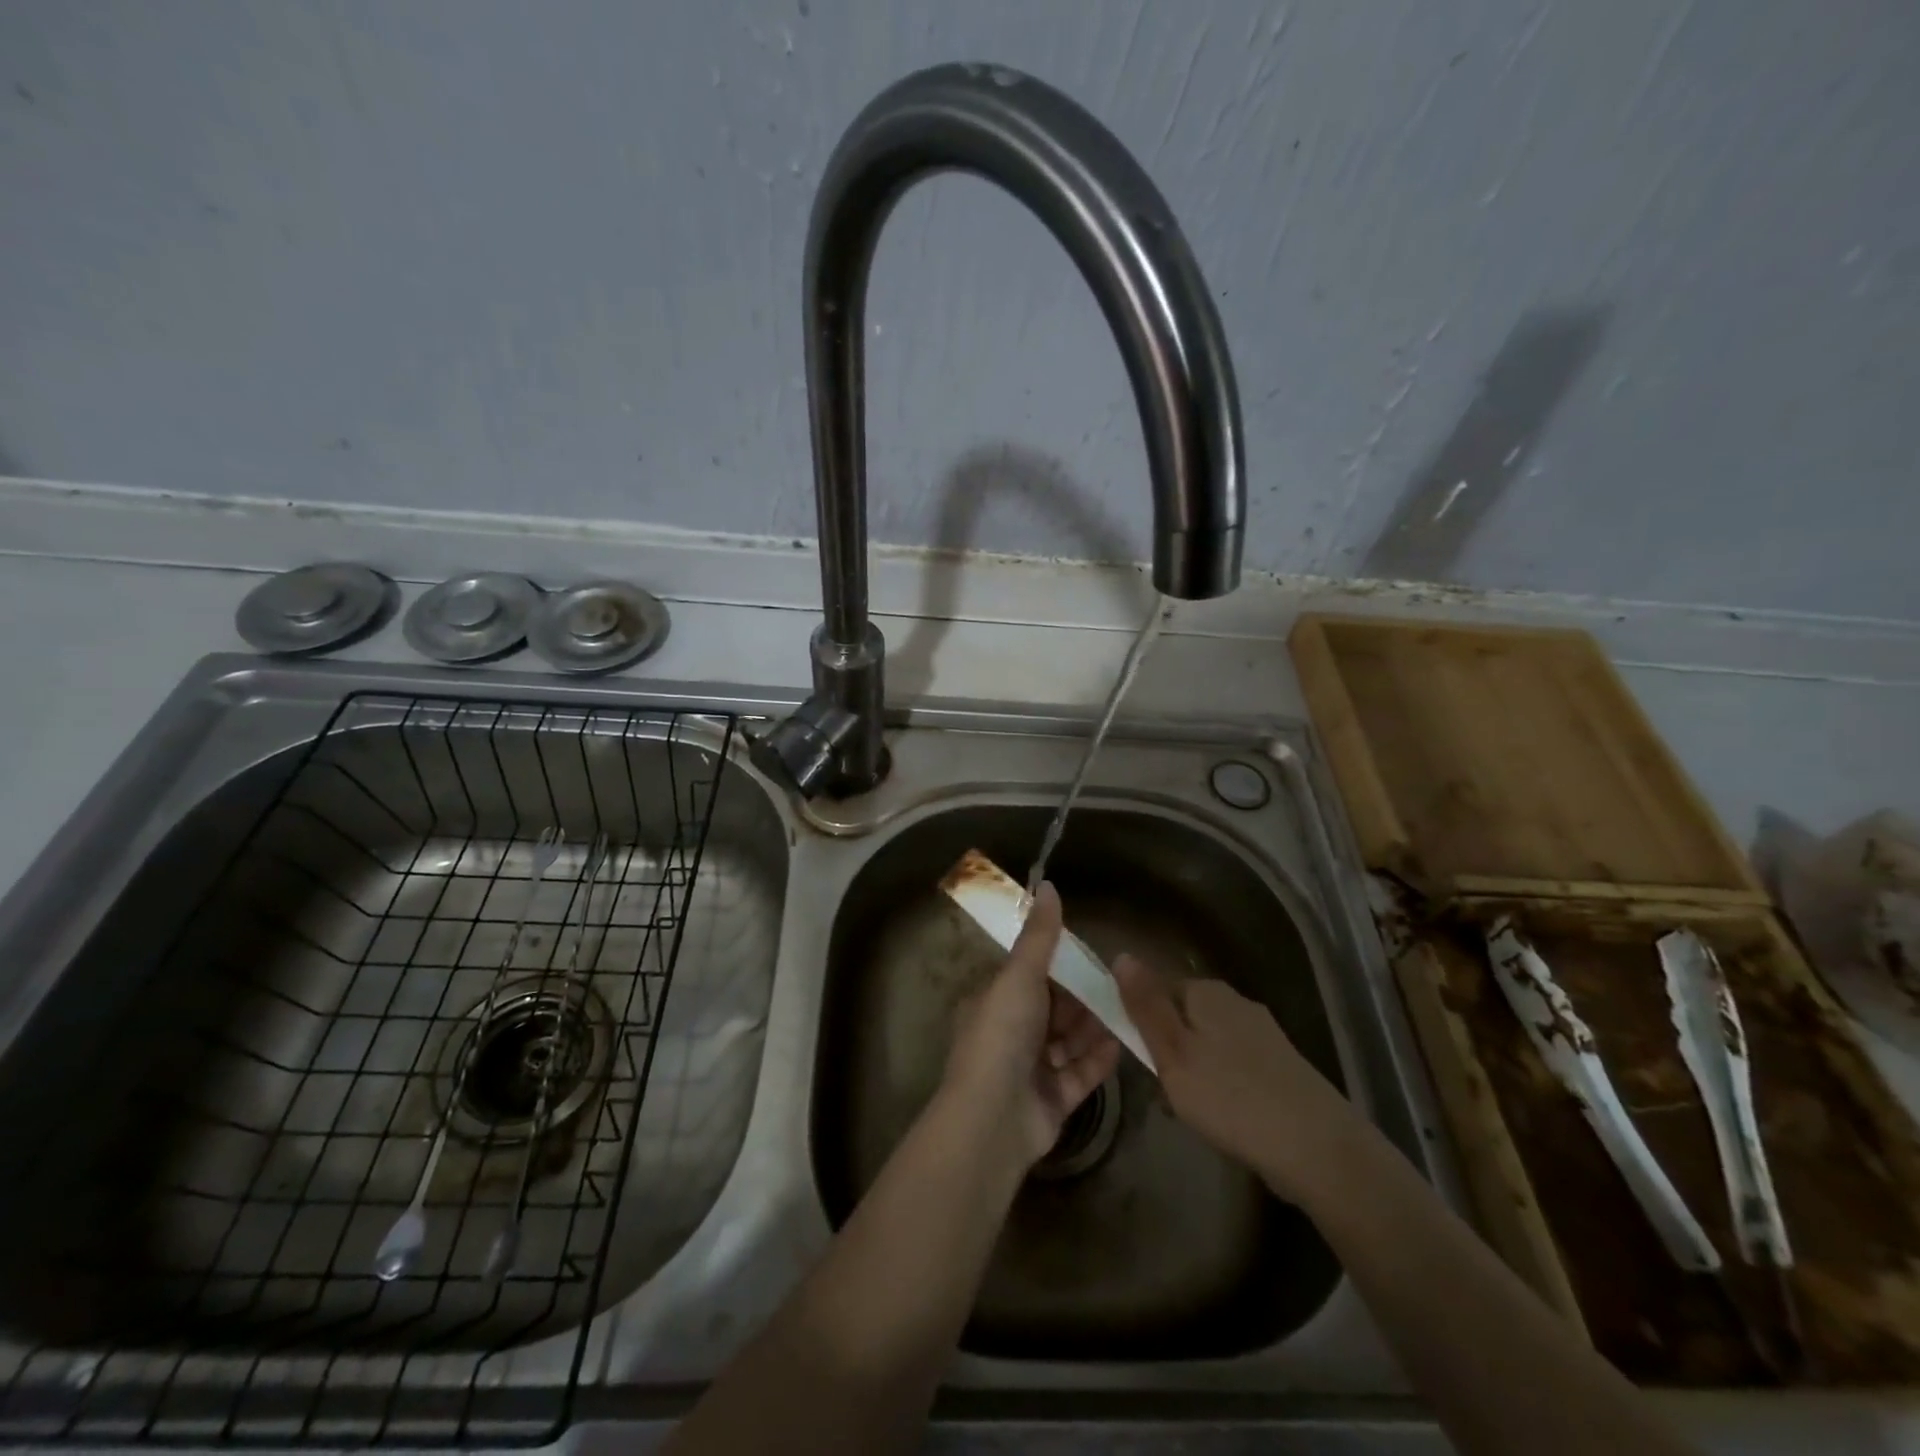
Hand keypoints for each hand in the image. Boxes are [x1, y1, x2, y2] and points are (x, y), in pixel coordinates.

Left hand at [942, 883, 1121, 1168]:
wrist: (993, 1119)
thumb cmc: (1002, 1035)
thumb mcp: (1020, 976)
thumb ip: (1039, 936)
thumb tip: (1048, 885)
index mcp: (994, 1002)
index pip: (1030, 977)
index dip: (1059, 966)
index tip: (1090, 955)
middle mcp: (1010, 1034)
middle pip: (1053, 1010)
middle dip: (1081, 999)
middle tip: (1118, 984)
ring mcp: (1030, 1071)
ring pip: (1069, 1042)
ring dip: (1093, 1027)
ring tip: (1127, 1010)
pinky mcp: (1052, 1102)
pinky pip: (1080, 1074)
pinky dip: (1098, 1059)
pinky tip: (1122, 1044)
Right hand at [1112, 953, 1360, 1201]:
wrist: (1319, 1150)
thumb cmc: (1231, 1097)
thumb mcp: (1173, 1052)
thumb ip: (1145, 1005)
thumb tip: (1121, 954)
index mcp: (1207, 991)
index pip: (1157, 988)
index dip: (1140, 1019)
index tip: (1137, 1058)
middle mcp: (1236, 1002)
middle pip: (1183, 1016)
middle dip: (1168, 1049)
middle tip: (1163, 1091)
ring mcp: (1263, 1034)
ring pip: (1208, 1044)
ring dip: (1193, 1071)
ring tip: (1192, 1112)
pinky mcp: (1281, 1067)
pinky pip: (1234, 1067)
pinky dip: (1222, 1087)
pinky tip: (1224, 1118)